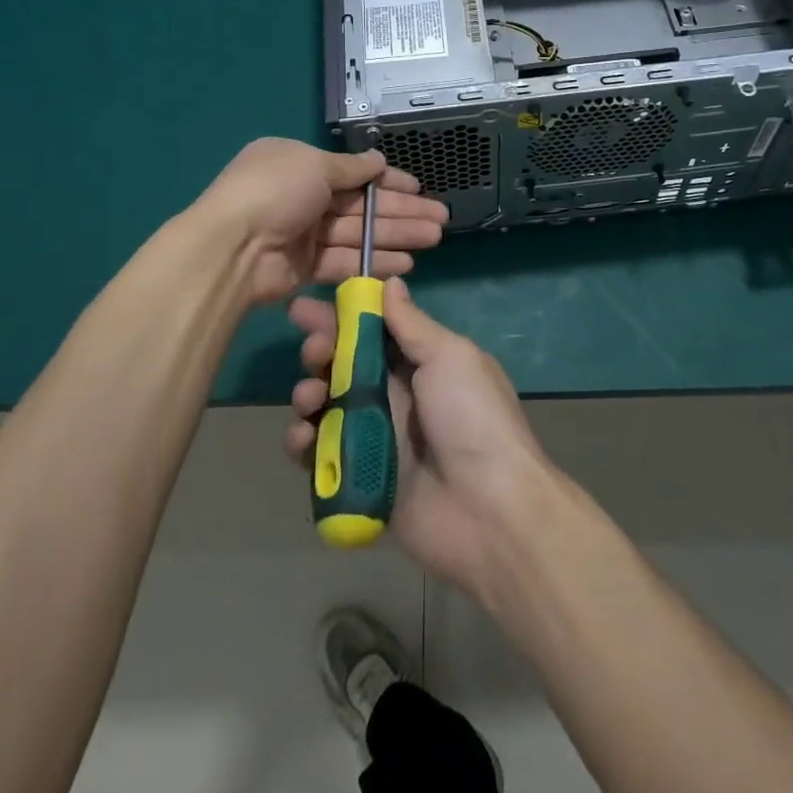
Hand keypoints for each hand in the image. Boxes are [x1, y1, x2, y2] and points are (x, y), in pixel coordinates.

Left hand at [193, 138, 448, 306]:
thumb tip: (378, 160)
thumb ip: (351, 168)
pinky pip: (347, 262)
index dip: (389, 181)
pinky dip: (375, 262)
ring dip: (397, 235)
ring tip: (434, 238)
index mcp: (300, 164)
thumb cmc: (275, 191)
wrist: (232, 248)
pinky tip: (407, 263)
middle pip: (362, 204)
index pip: (354, 172)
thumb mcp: (314, 165)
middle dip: (402, 210)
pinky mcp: (305, 268)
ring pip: (360, 233)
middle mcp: (303, 196)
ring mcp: (304, 234)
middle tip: (441, 219)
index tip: (420, 188)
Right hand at [284, 277, 553, 589]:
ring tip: (310, 396)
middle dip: (320, 351)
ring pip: (326, 406)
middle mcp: (396, 396)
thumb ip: (412, 324)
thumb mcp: (450, 357)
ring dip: (308, 393)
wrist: (489, 510)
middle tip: (312, 350)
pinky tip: (303, 437)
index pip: (372, 331)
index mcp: (421, 363)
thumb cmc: (472, 418)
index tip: (307, 307)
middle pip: (343, 365)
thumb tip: (391, 283)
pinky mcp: (358, 478)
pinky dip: (303, 442)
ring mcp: (375, 438)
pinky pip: (320, 455)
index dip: (340, 317)